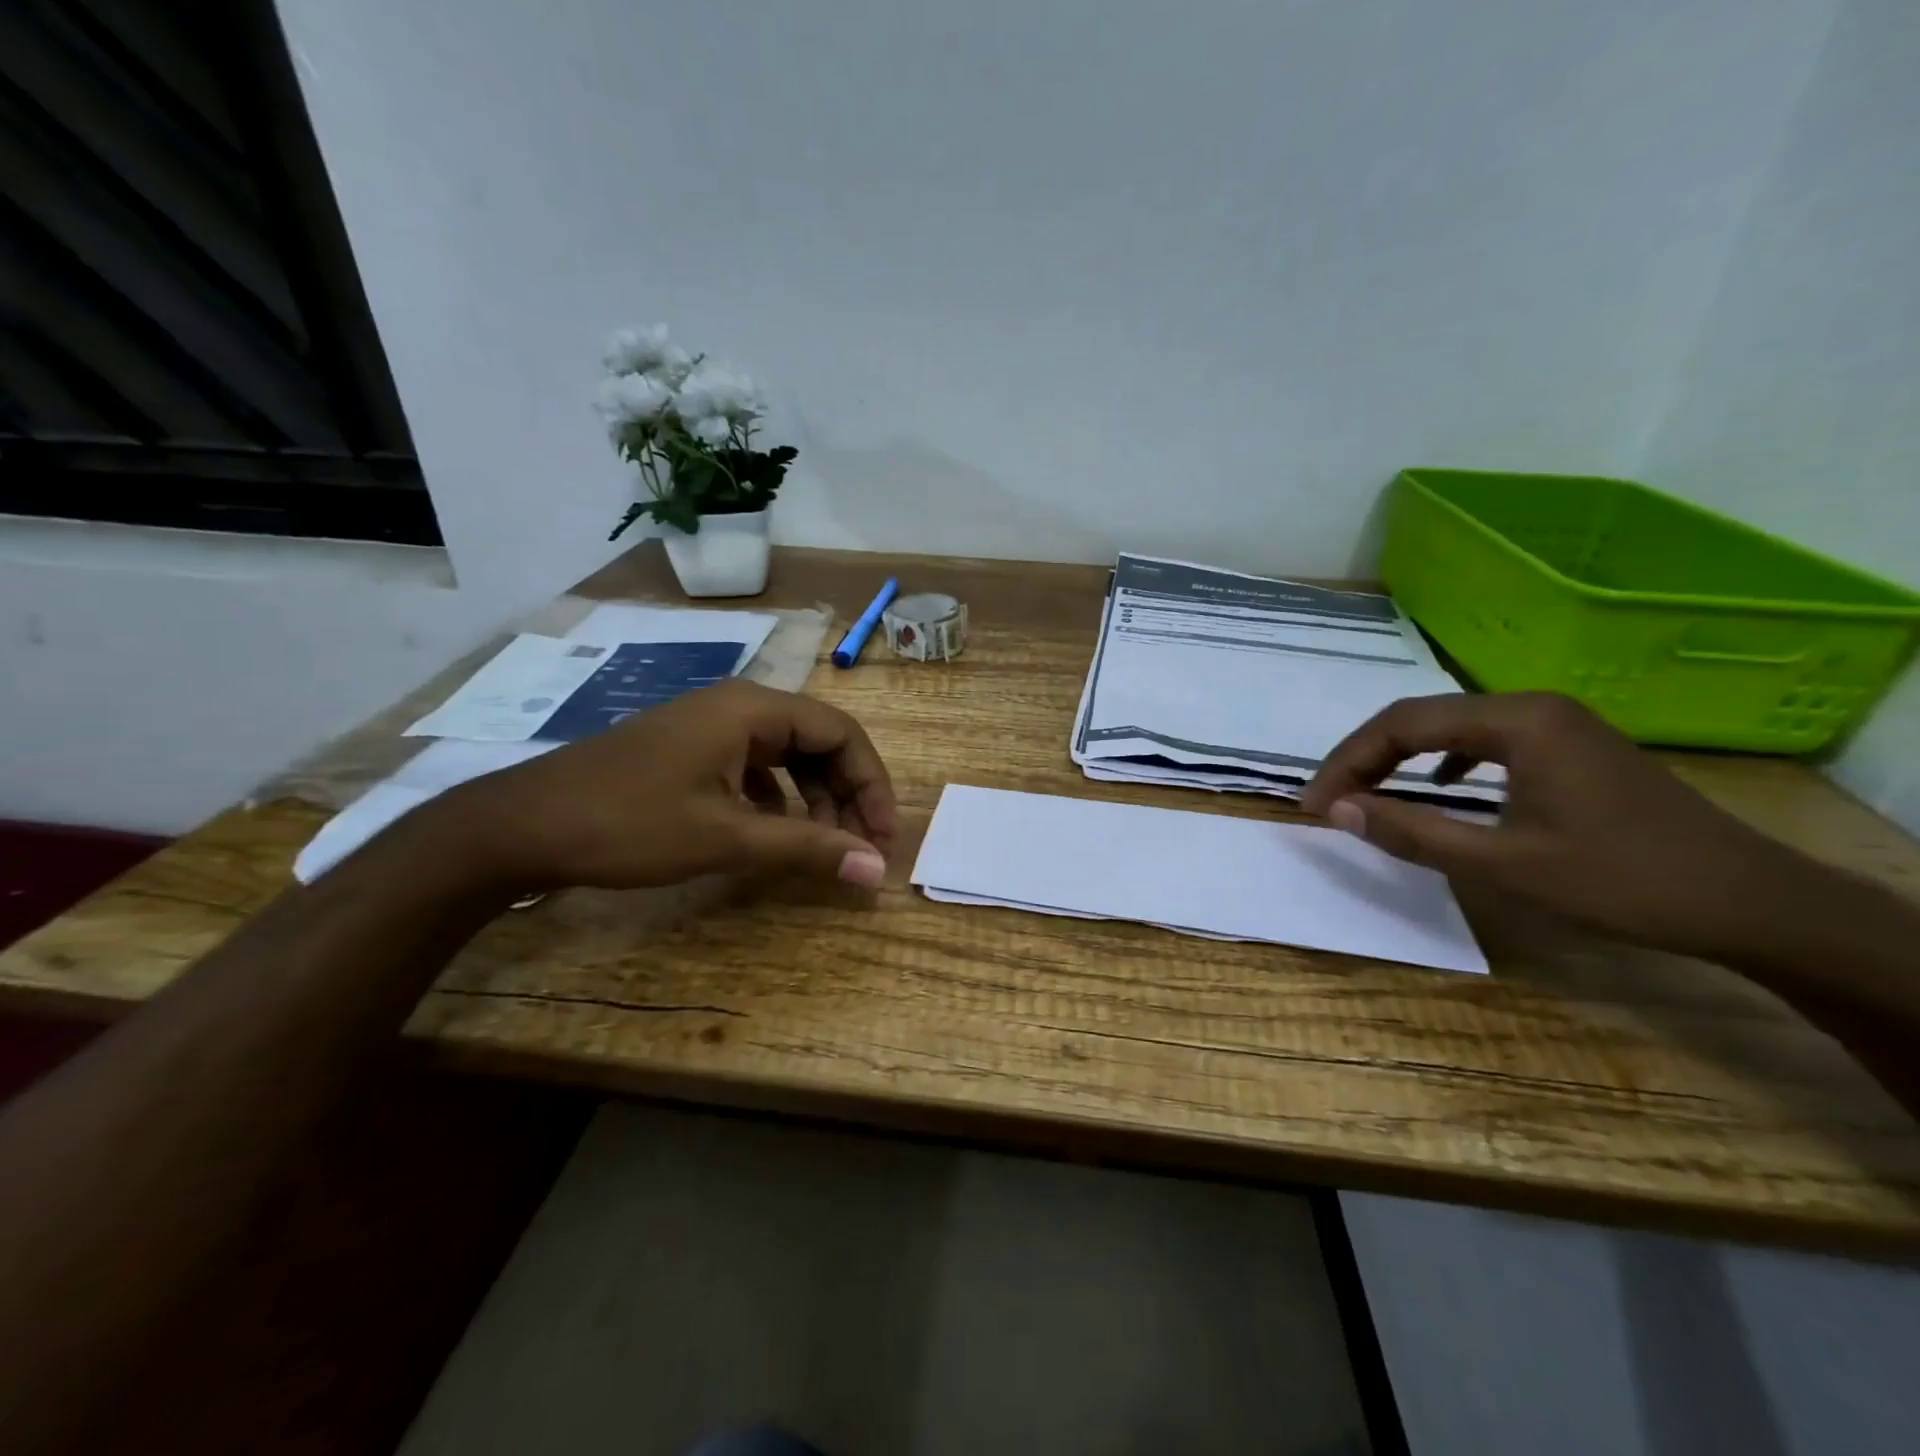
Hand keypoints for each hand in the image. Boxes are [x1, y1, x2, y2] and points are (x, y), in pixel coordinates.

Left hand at [440, 680, 896, 892]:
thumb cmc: (629, 824)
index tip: (882, 838)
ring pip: (788, 755)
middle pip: (819, 741)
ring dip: (815, 798)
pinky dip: (779, 798)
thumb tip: (875, 871)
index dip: (872, 784)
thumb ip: (807, 848)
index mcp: (753, 709)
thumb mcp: (726, 838)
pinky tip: (774, 831)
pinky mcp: (691, 750)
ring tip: (821, 845)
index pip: (842, 733)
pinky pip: (756, 766)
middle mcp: (739, 706)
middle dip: (845, 794)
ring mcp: (711, 727)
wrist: (522, 826)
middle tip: (857, 849)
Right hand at [1300, 693, 1812, 958]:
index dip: (1346, 762)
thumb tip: (1335, 809)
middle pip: (1421, 718)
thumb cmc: (1622, 881)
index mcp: (1516, 721)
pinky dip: (1443, 761)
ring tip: (1365, 792)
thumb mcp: (1502, 864)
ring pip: (1450, 727)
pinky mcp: (1570, 746)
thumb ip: (1412, 832)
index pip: (1401, 724)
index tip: (1313, 804)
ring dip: (1399, 757)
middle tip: (1329, 799)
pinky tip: (1438, 786)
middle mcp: (1532, 706)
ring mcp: (1556, 723)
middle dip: (1365, 757)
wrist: (1754, 904)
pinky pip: (1484, 740)